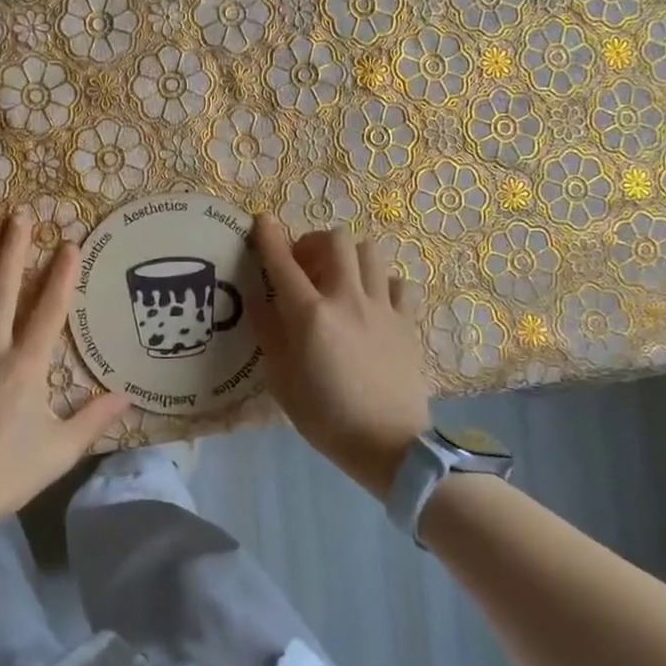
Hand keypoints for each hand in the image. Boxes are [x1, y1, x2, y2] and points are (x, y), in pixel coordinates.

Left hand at [0, 212, 128, 536]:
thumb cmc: (8, 474)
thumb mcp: (62, 450)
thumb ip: (94, 419)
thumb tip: (127, 397)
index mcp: (25, 367)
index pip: (49, 312)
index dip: (62, 276)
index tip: (70, 243)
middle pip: (1, 294)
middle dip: (12, 252)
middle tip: (18, 216)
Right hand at [249, 217, 431, 500]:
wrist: (388, 445)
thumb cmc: (325, 416)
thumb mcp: (281, 380)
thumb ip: (268, 333)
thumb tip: (258, 299)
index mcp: (310, 314)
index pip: (283, 262)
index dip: (270, 236)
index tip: (262, 221)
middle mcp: (347, 299)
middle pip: (336, 240)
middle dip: (314, 242)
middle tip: (304, 265)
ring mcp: (383, 307)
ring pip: (371, 252)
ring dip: (349, 256)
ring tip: (339, 278)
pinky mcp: (407, 322)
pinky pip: (399, 283)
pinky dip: (383, 284)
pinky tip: (373, 302)